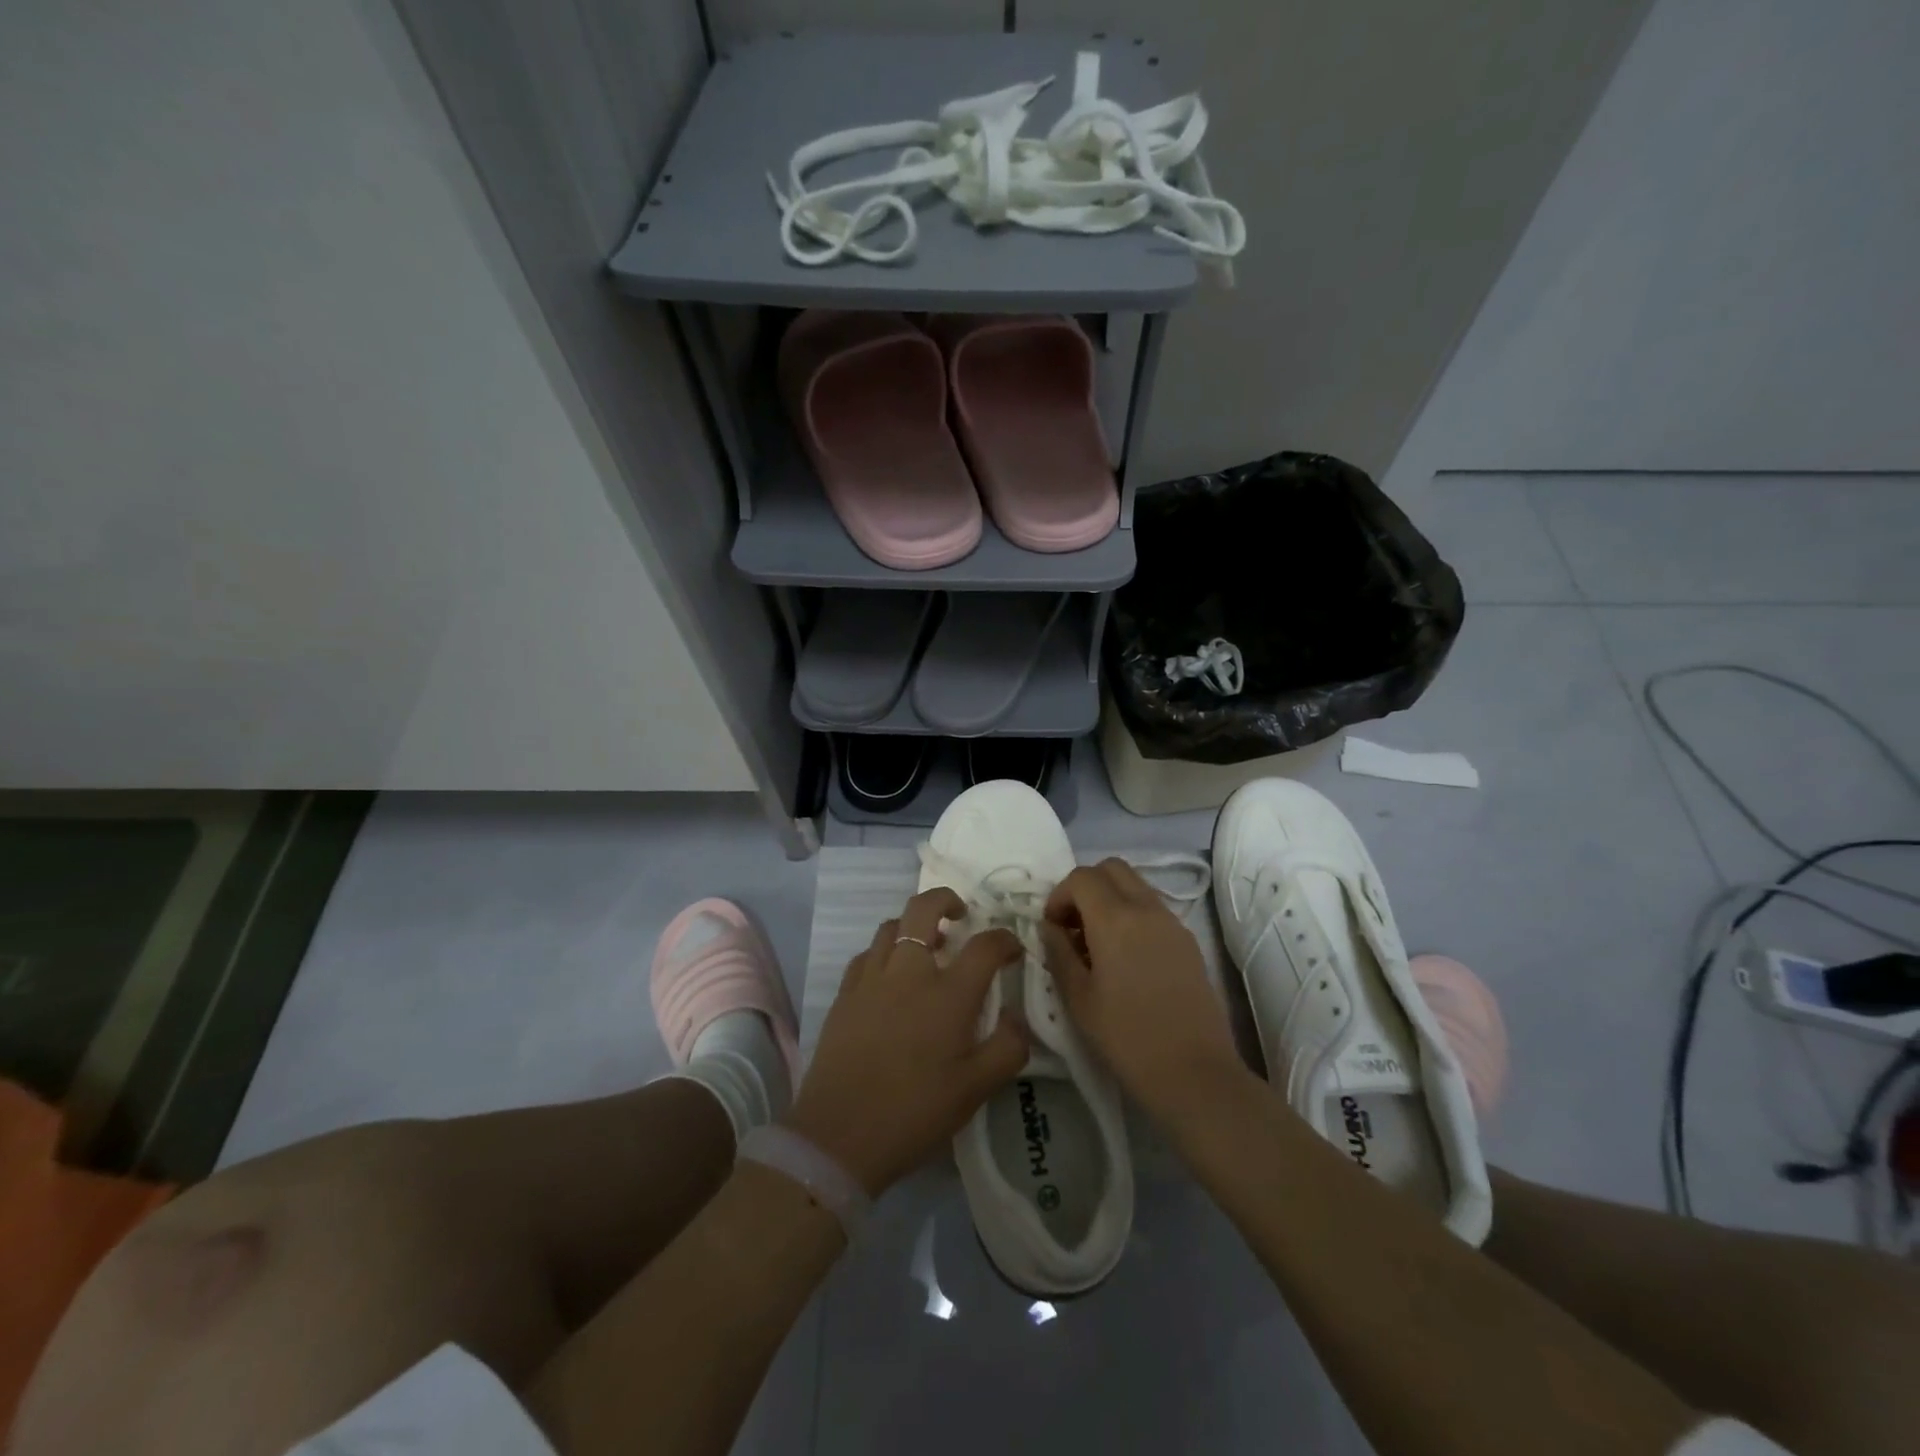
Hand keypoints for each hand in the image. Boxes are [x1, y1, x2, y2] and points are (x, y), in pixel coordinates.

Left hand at [786, 888, 1027, 1194]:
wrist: (839, 1135)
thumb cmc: (915, 1112)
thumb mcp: (976, 1090)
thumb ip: (1008, 1049)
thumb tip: (1018, 1019)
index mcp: (948, 993)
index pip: (985, 945)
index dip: (1005, 940)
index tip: (1012, 951)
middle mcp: (909, 971)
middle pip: (924, 908)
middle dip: (946, 899)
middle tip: (960, 915)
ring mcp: (871, 978)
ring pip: (891, 925)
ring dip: (913, 925)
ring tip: (926, 947)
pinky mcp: (844, 993)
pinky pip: (867, 954)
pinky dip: (884, 951)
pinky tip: (890, 976)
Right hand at [1041, 858, 1247, 1120]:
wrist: (1195, 1073)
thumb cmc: (1127, 1038)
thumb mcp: (1078, 998)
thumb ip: (1058, 953)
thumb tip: (1049, 928)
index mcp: (1115, 918)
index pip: (1081, 877)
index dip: (1059, 895)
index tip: (1052, 928)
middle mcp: (1146, 908)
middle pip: (1111, 868)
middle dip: (1085, 887)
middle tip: (1073, 926)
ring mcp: (1172, 922)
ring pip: (1135, 884)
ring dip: (1110, 898)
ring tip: (1097, 943)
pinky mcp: (1188, 941)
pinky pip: (1153, 907)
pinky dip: (1132, 913)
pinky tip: (1124, 957)